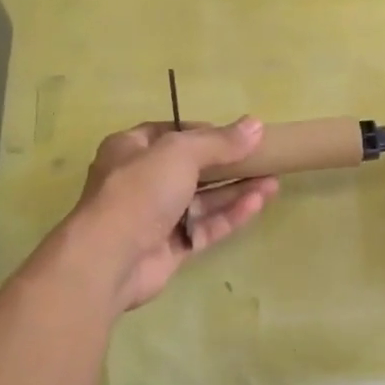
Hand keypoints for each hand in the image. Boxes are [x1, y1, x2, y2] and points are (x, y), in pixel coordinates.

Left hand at [69, 118, 277, 309]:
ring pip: (203, 200)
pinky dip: (230, 216)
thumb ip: (219, 141)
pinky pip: (205, 227)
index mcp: (131, 149)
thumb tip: (255, 125)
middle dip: (230, 164)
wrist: (110, 258)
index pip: (173, 133)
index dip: (206, 132)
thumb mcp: (180, 153)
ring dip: (236, 191)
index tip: (239, 136)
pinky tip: (259, 204)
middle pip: (193, 168)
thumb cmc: (140, 191)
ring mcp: (156, 217)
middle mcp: (142, 181)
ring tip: (273, 182)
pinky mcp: (170, 247)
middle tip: (265, 160)